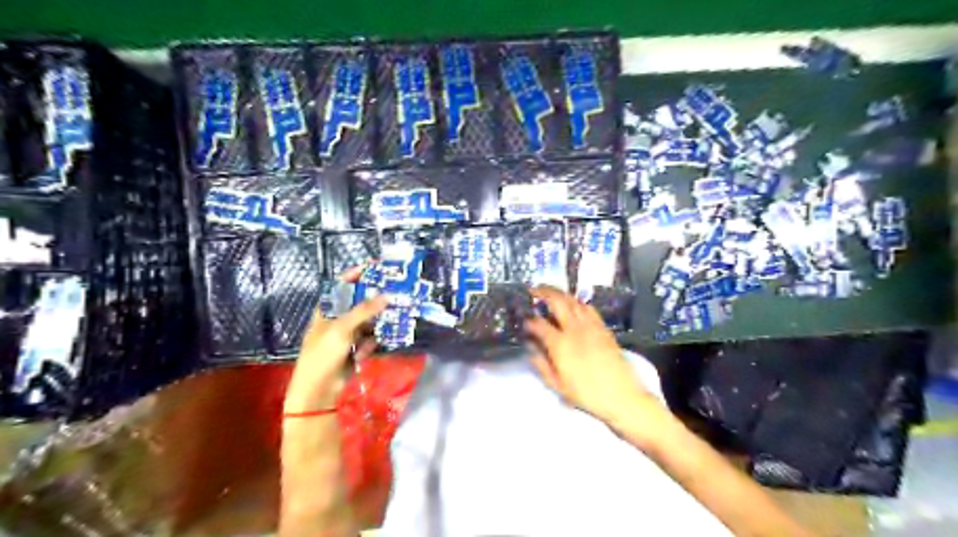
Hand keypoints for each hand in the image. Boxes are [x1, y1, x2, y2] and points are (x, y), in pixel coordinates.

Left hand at [282, 266, 386, 412]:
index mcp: (327, 309)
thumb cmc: (323, 353)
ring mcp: (346, 335)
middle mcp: (337, 319)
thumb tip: (387, 295)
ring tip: (387, 325)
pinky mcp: (354, 349)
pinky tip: (363, 354)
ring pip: (368, 322)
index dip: (357, 275)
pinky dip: (369, 345)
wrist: (318, 389)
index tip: (375, 267)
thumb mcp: (342, 328)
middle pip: (360, 303)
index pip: (342, 285)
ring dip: (375, 326)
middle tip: (393, 294)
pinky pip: (368, 340)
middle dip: (375, 301)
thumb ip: (364, 310)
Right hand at [523, 288, 659, 425]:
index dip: (529, 320)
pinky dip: (577, 302)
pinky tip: (573, 305)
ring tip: (551, 293)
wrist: (621, 395)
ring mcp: (591, 326)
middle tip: (534, 290)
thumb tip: (531, 348)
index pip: (539, 324)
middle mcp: (574, 329)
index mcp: (560, 344)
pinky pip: (588, 308)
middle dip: (543, 292)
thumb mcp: (558, 385)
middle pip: (557, 301)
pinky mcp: (603, 327)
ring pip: (573, 300)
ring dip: (560, 293)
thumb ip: (541, 365)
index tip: (523, 320)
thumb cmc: (587, 394)